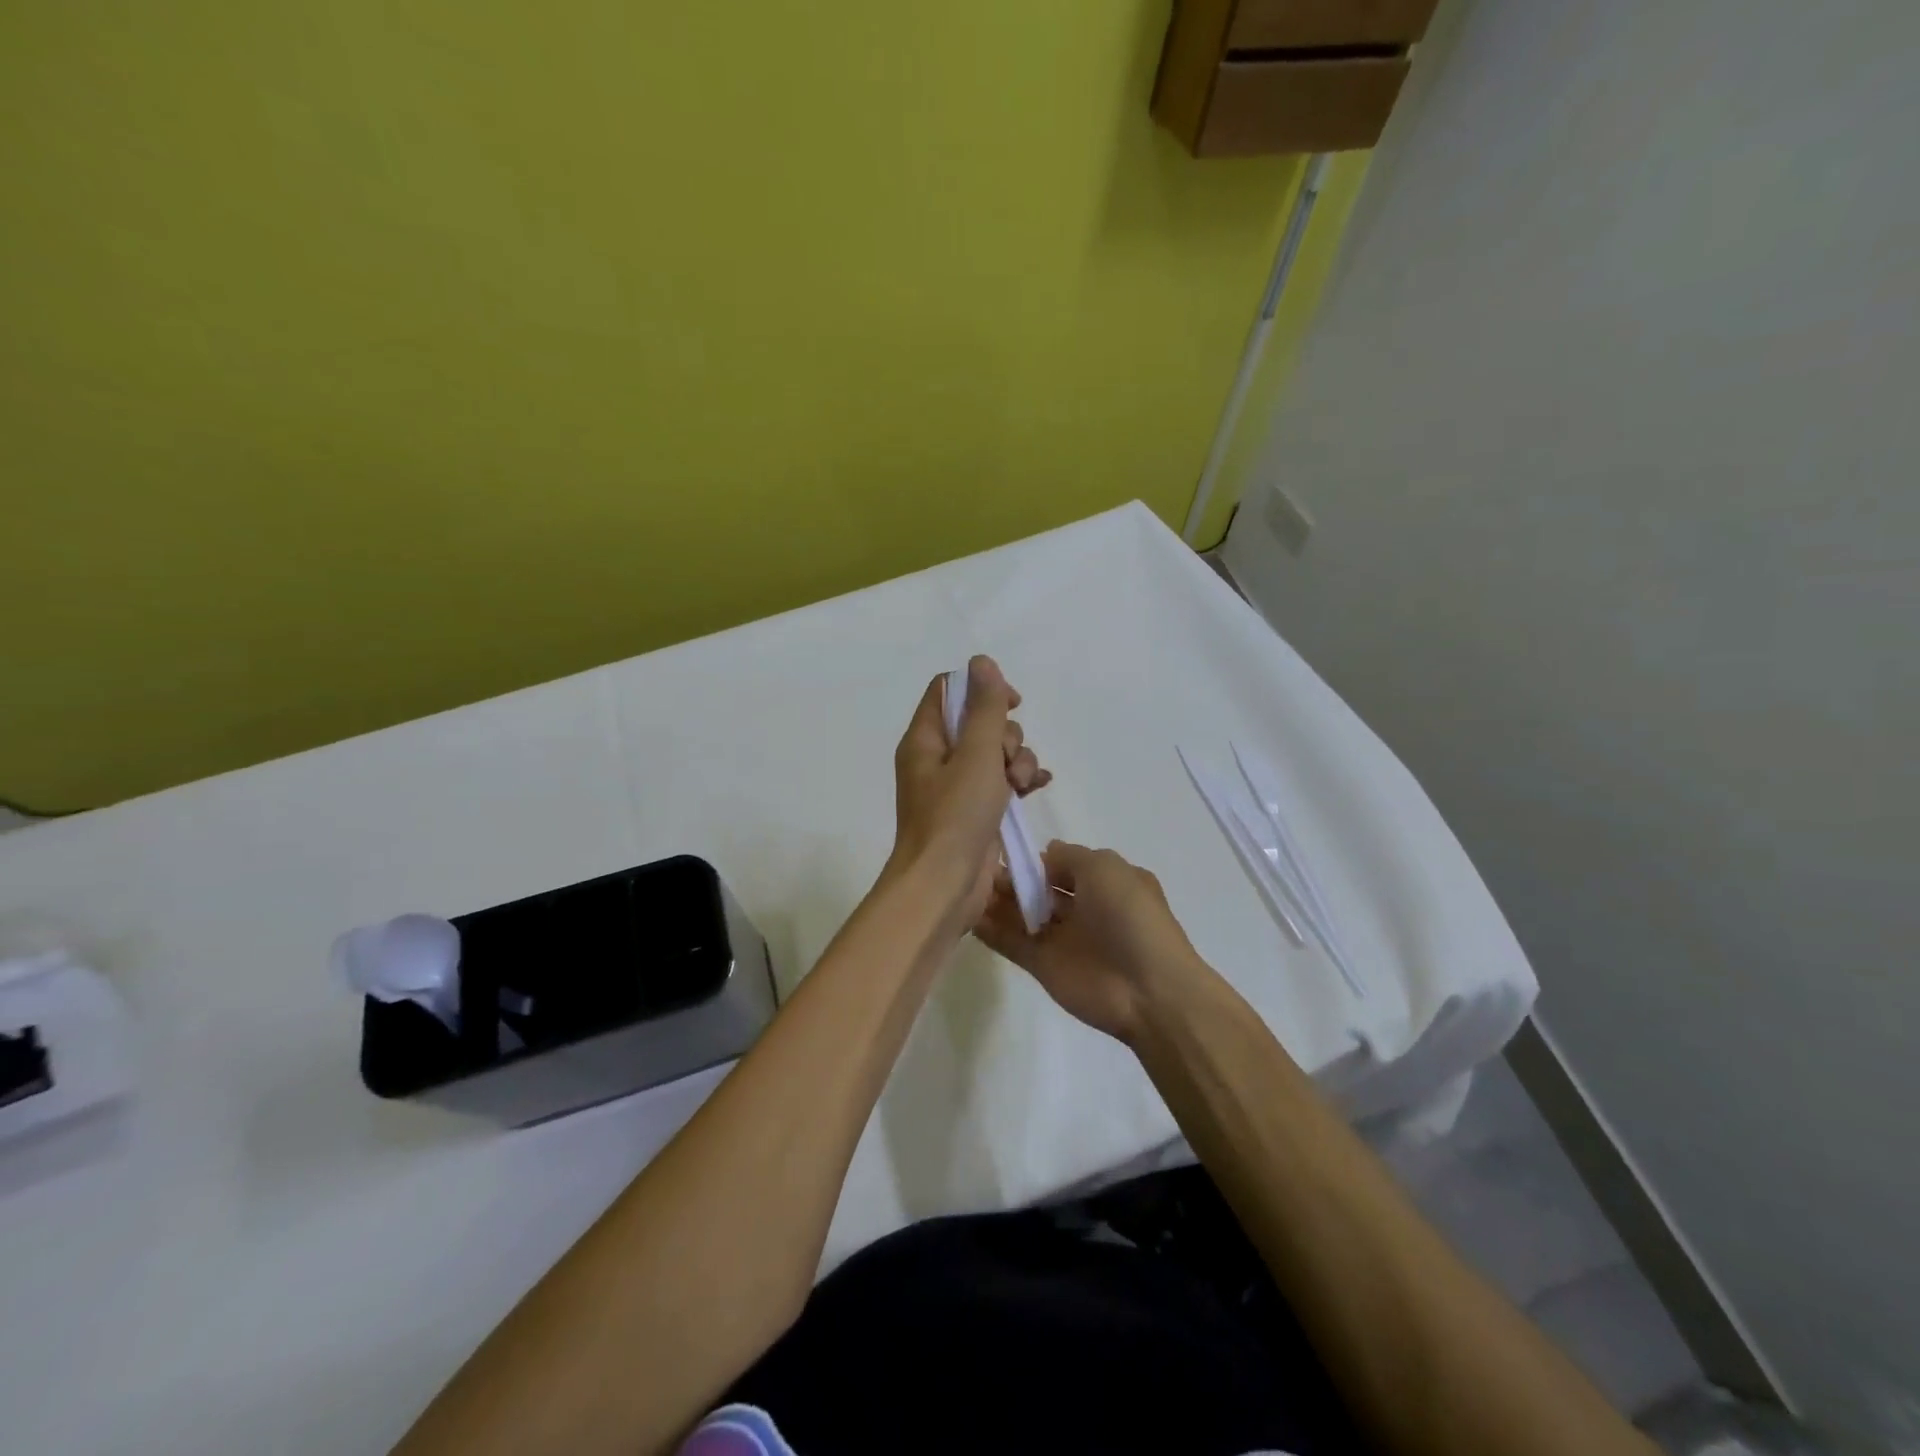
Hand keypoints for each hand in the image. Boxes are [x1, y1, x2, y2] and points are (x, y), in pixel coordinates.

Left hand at [889, 656, 1049, 929]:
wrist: (944, 887)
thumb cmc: (955, 817)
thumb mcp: (975, 755)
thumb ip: (984, 708)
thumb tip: (981, 662)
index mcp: (925, 740)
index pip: (949, 691)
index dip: (981, 690)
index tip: (1011, 702)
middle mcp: (937, 760)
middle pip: (978, 723)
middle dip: (1006, 735)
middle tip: (1008, 760)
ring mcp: (956, 788)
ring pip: (995, 753)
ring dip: (1018, 761)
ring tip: (1022, 785)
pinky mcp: (975, 812)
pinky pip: (1002, 782)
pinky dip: (1020, 780)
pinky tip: (1039, 787)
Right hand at [974, 842, 1209, 1044]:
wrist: (1148, 990)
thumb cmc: (1129, 917)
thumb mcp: (1105, 867)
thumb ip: (1070, 856)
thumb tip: (1045, 852)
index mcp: (1103, 881)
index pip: (1060, 864)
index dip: (1033, 857)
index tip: (1001, 848)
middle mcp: (1082, 907)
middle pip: (1037, 889)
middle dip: (1010, 878)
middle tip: (976, 869)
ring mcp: (1062, 938)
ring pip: (1021, 915)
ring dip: (996, 902)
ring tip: (965, 887)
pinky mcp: (1044, 966)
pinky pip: (1012, 944)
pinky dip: (990, 931)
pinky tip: (966, 916)